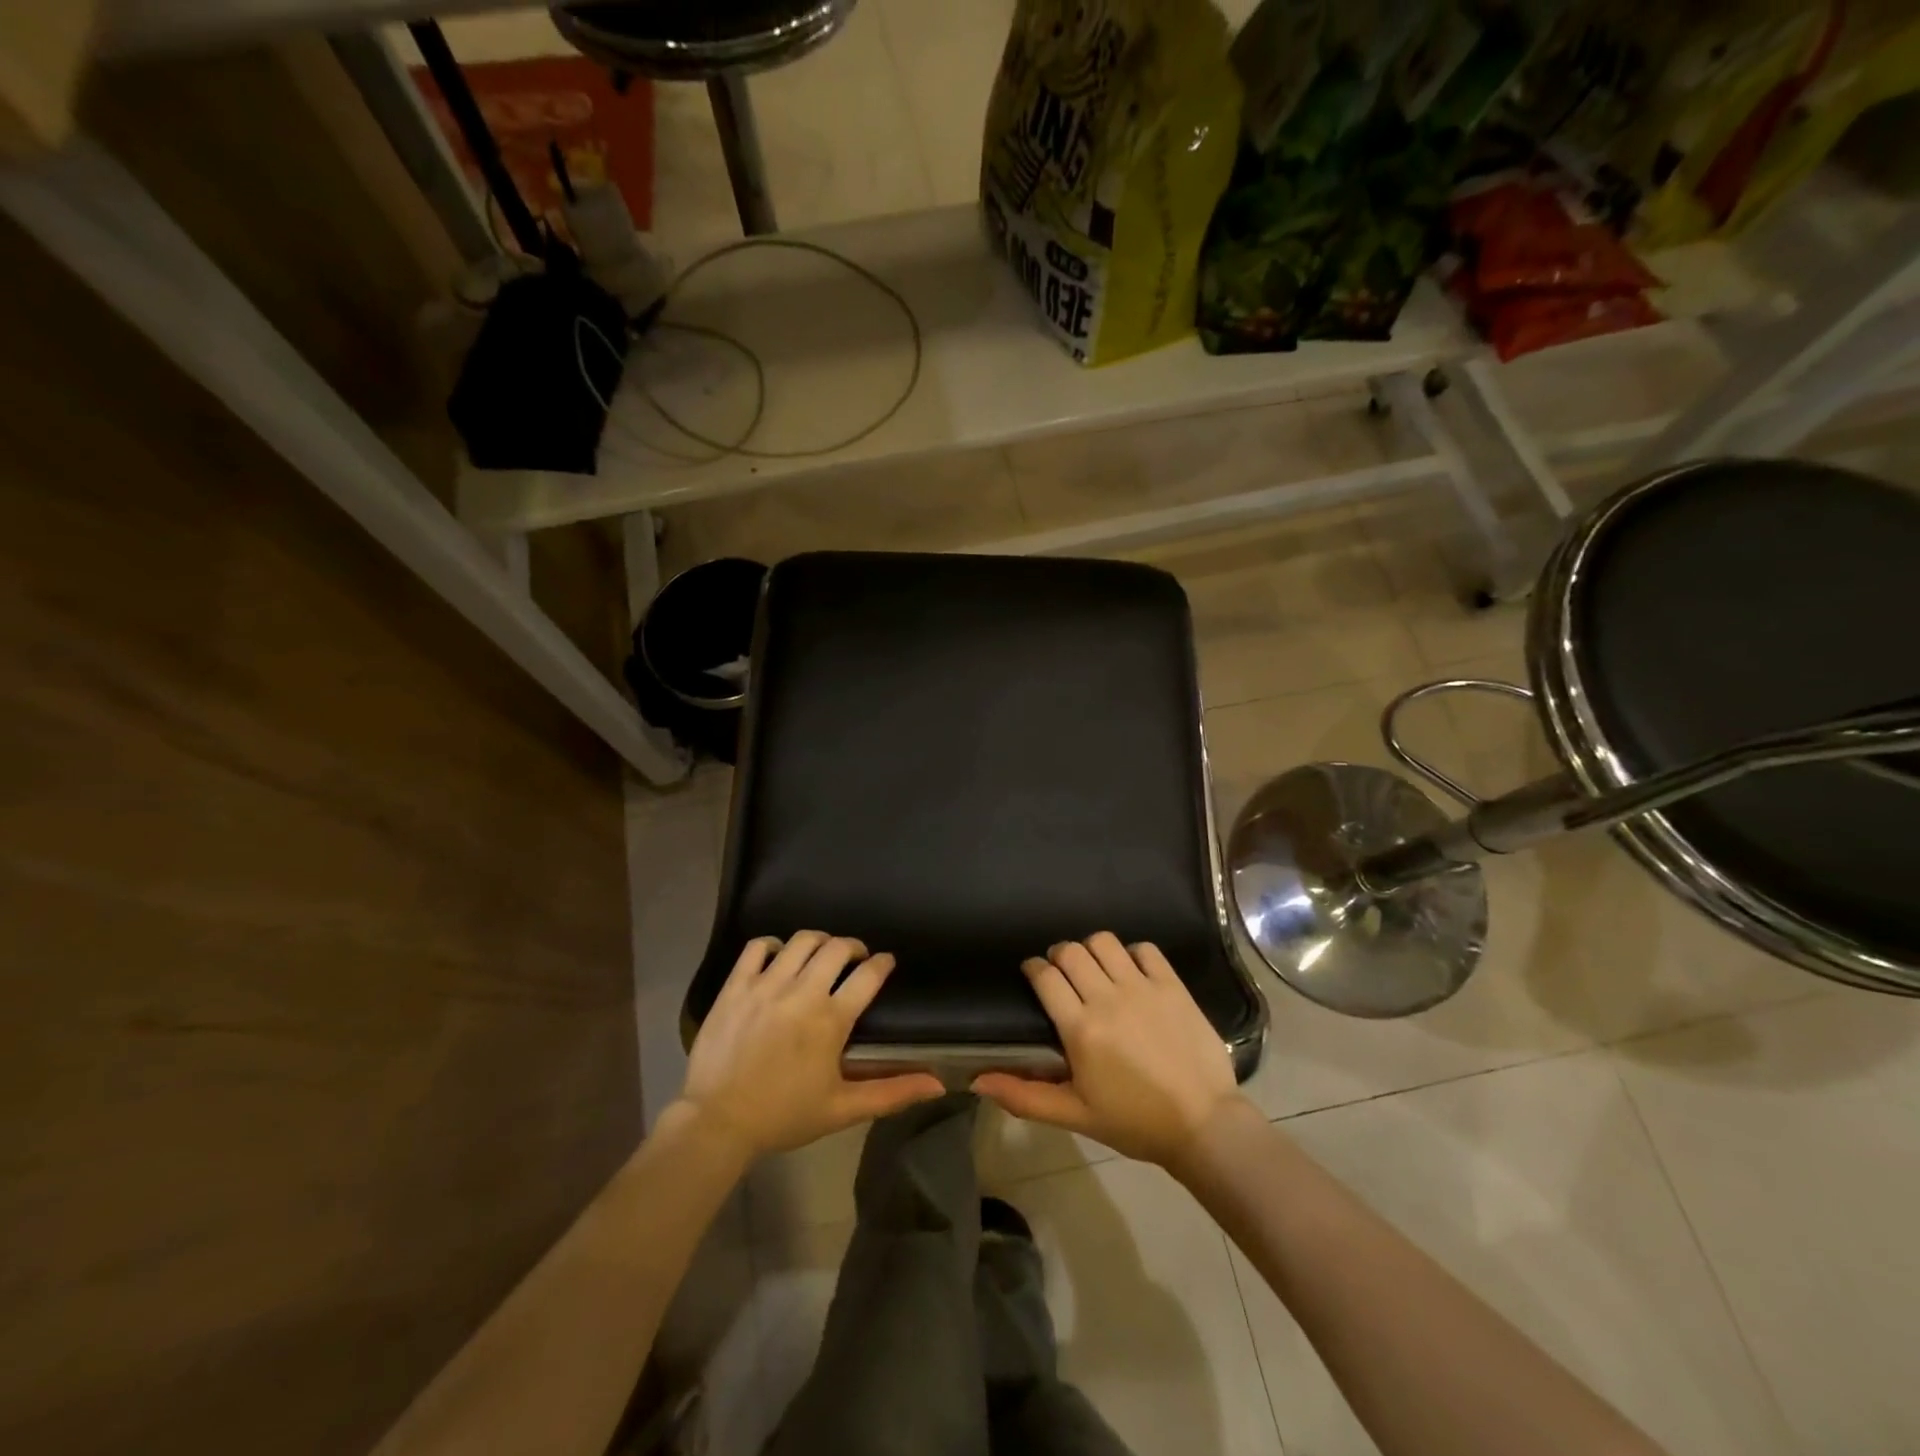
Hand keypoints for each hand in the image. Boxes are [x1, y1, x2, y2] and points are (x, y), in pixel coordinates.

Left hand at [678, 932, 945, 1157]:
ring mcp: (766, 985)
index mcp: (831, 1020)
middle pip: (837, 947)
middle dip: (853, 947)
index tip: (886, 963)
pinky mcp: (736, 985)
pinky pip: (758, 946)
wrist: (717, 1123)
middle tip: (855, 960)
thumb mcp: (843, 1109)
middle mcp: (802, 992)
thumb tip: (938, 1084)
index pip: (869, 975)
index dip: (883, 963)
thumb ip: (892, 1092)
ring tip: (820, 955)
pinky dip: (773, 945)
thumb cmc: (784, 1116)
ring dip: (819, 942)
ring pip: (802, 940)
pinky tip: (779, 958)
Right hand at [973, 933, 1244, 1169]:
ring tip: (1095, 968)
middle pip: (1071, 952)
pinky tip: (1132, 973)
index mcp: (1080, 1028)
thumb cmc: (1134, 1122)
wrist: (1203, 1125)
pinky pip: (1145, 949)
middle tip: (1062, 974)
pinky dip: (1133, 954)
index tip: (1033, 974)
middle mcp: (1108, 998)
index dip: (1033, 968)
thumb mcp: (1074, 1114)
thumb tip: (977, 1081)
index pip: (1045, 977)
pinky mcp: (1172, 985)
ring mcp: (1143, 988)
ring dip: (1092, 950)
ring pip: (1104, 942)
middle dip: (1059, 956)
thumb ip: (1024, 1096)